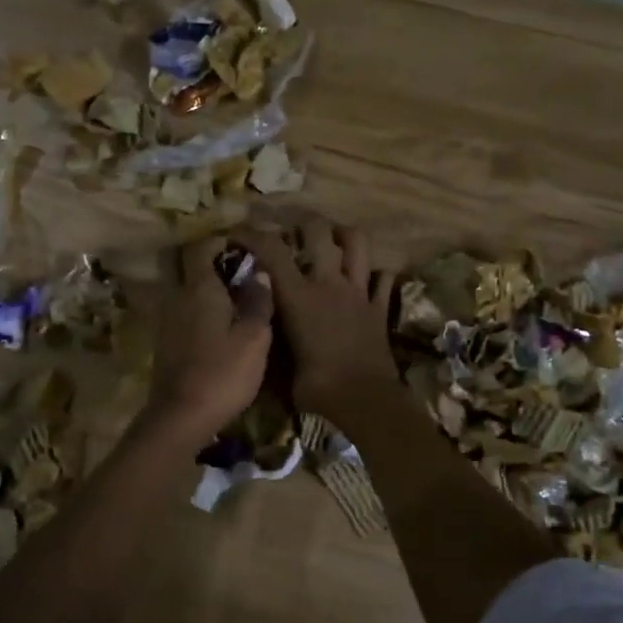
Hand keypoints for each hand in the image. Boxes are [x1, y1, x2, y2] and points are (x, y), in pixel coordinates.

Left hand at [143, 236, 274, 445]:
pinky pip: (182, 312)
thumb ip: (258, 302)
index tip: (244, 247)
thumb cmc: (223, 373)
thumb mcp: (255, 338)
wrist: (181, 417)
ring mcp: (167, 320)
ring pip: (184, 290)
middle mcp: (177, 297)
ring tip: (235, 301)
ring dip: (205, 289)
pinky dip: (199, 311)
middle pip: (186, 266)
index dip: (221, 241)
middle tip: (239, 272)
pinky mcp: (165, 343)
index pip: (201, 247)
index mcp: (199, 288)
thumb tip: (260, 273)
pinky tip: (220, 328)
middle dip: (210, 262)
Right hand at [238, 221, 395, 419]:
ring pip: (357, 244)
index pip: (271, 250)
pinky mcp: (379, 308)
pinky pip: (383, 278)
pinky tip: (366, 277)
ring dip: (344, 235)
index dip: (252, 234)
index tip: (239, 232)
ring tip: (333, 239)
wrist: (364, 400)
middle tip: (293, 229)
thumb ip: (271, 340)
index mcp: (298, 296)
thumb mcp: (280, 367)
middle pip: (318, 231)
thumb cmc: (316, 387)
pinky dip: (375, 273)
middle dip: (302, 222)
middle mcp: (328, 283)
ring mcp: (358, 292)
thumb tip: (258, 331)